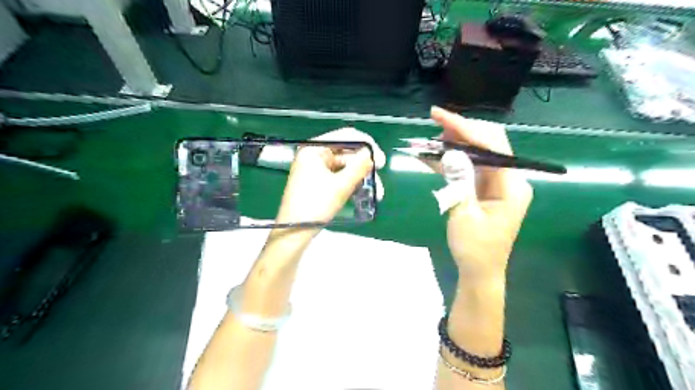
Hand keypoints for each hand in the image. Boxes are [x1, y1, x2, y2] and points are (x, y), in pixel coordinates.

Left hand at [273, 130, 379, 235]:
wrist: (294, 231)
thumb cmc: (315, 205)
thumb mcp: (340, 185)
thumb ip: (358, 166)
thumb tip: (371, 153)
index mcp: (315, 149)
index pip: (345, 137)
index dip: (366, 146)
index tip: (380, 160)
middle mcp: (315, 155)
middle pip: (346, 153)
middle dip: (365, 166)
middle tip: (379, 176)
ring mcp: (316, 169)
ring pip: (345, 168)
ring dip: (361, 178)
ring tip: (377, 192)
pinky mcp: (319, 182)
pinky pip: (339, 177)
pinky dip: (351, 184)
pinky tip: (364, 194)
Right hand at [432, 107, 533, 281]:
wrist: (479, 272)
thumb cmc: (474, 249)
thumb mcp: (464, 215)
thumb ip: (459, 181)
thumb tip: (450, 152)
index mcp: (511, 186)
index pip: (492, 145)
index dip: (466, 128)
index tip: (441, 117)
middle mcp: (508, 179)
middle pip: (487, 143)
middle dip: (461, 130)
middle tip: (435, 121)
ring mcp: (496, 184)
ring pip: (476, 153)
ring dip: (454, 143)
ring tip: (432, 136)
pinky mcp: (484, 189)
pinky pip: (469, 168)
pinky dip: (451, 161)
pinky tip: (432, 155)